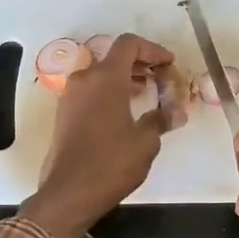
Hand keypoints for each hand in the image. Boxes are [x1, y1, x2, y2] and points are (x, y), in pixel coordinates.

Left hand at [21, 34, 177, 237]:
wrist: (69, 193)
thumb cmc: (111, 163)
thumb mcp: (146, 142)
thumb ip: (161, 119)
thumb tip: (174, 113)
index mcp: (106, 78)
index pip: (129, 44)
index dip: (153, 50)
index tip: (169, 64)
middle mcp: (84, 79)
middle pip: (114, 57)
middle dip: (140, 64)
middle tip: (162, 79)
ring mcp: (70, 96)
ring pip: (101, 74)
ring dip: (125, 78)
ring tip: (147, 94)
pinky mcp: (64, 113)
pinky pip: (91, 91)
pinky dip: (110, 92)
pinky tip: (126, 111)